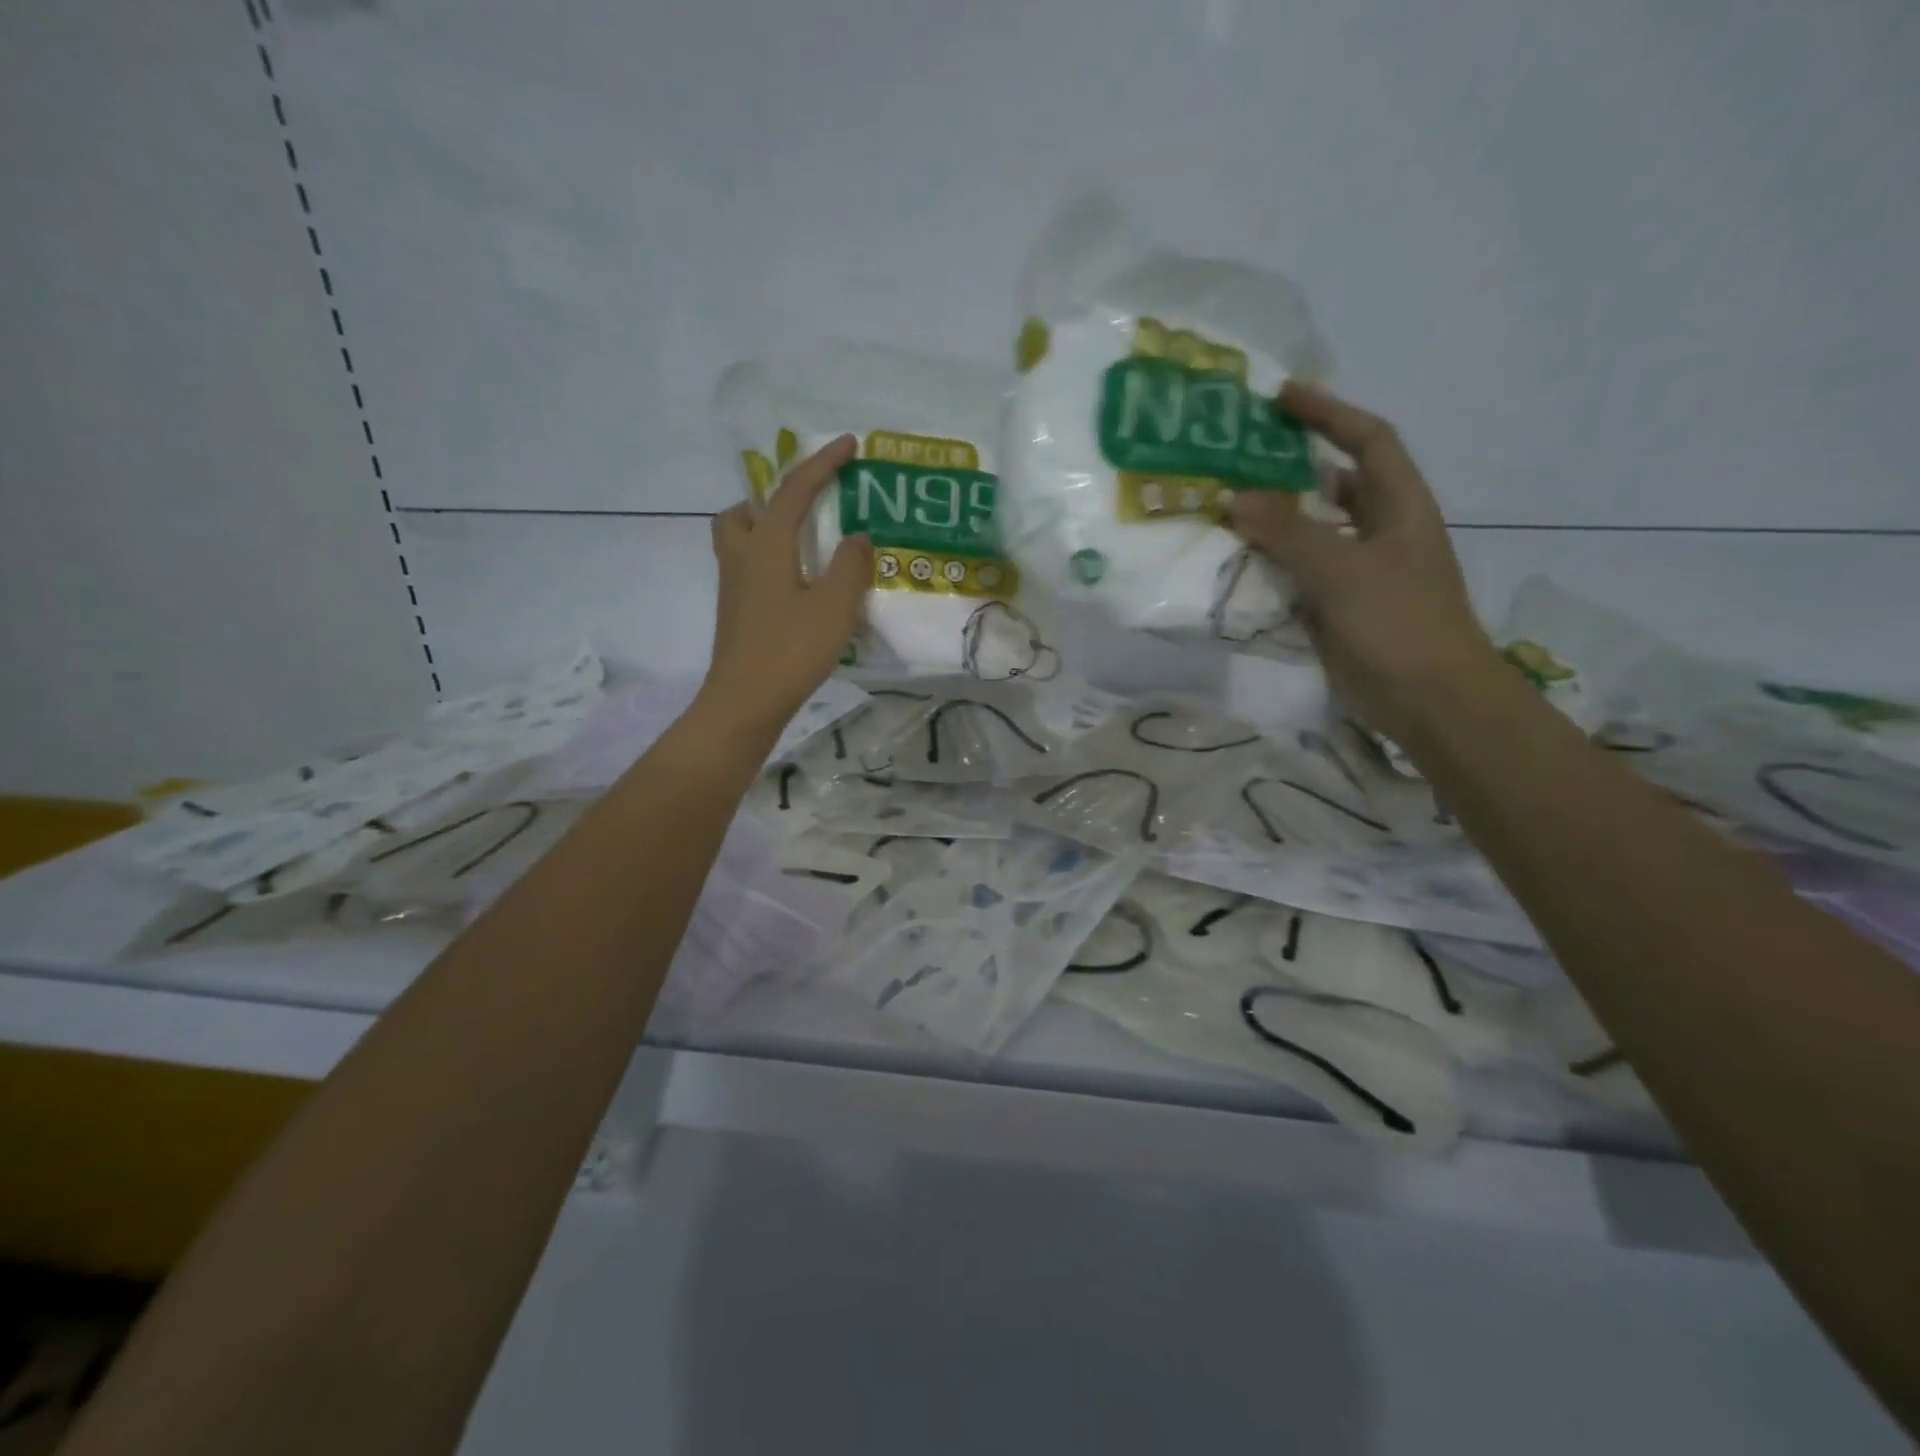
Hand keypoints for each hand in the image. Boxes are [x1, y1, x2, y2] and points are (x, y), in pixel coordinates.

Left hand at [698, 435, 872, 733]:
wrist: (745, 701)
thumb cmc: (791, 650)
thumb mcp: (834, 607)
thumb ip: (850, 566)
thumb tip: (858, 536)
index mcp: (767, 547)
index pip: (793, 491)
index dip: (821, 464)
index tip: (847, 444)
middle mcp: (742, 557)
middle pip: (745, 511)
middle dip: (774, 498)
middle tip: (807, 506)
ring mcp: (733, 587)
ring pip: (740, 539)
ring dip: (767, 528)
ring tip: (804, 544)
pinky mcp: (735, 612)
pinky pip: (748, 567)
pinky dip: (770, 560)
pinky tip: (798, 585)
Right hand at [1229, 382, 1501, 742]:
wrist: (1427, 699)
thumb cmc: (1399, 621)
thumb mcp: (1343, 569)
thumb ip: (1288, 532)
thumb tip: (1234, 497)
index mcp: (1399, 505)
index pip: (1366, 441)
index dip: (1328, 414)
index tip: (1281, 398)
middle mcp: (1380, 530)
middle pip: (1333, 484)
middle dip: (1289, 469)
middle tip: (1237, 459)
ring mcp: (1358, 570)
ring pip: (1310, 532)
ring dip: (1272, 521)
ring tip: (1224, 508)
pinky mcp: (1337, 606)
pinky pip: (1297, 574)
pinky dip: (1269, 565)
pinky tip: (1235, 563)